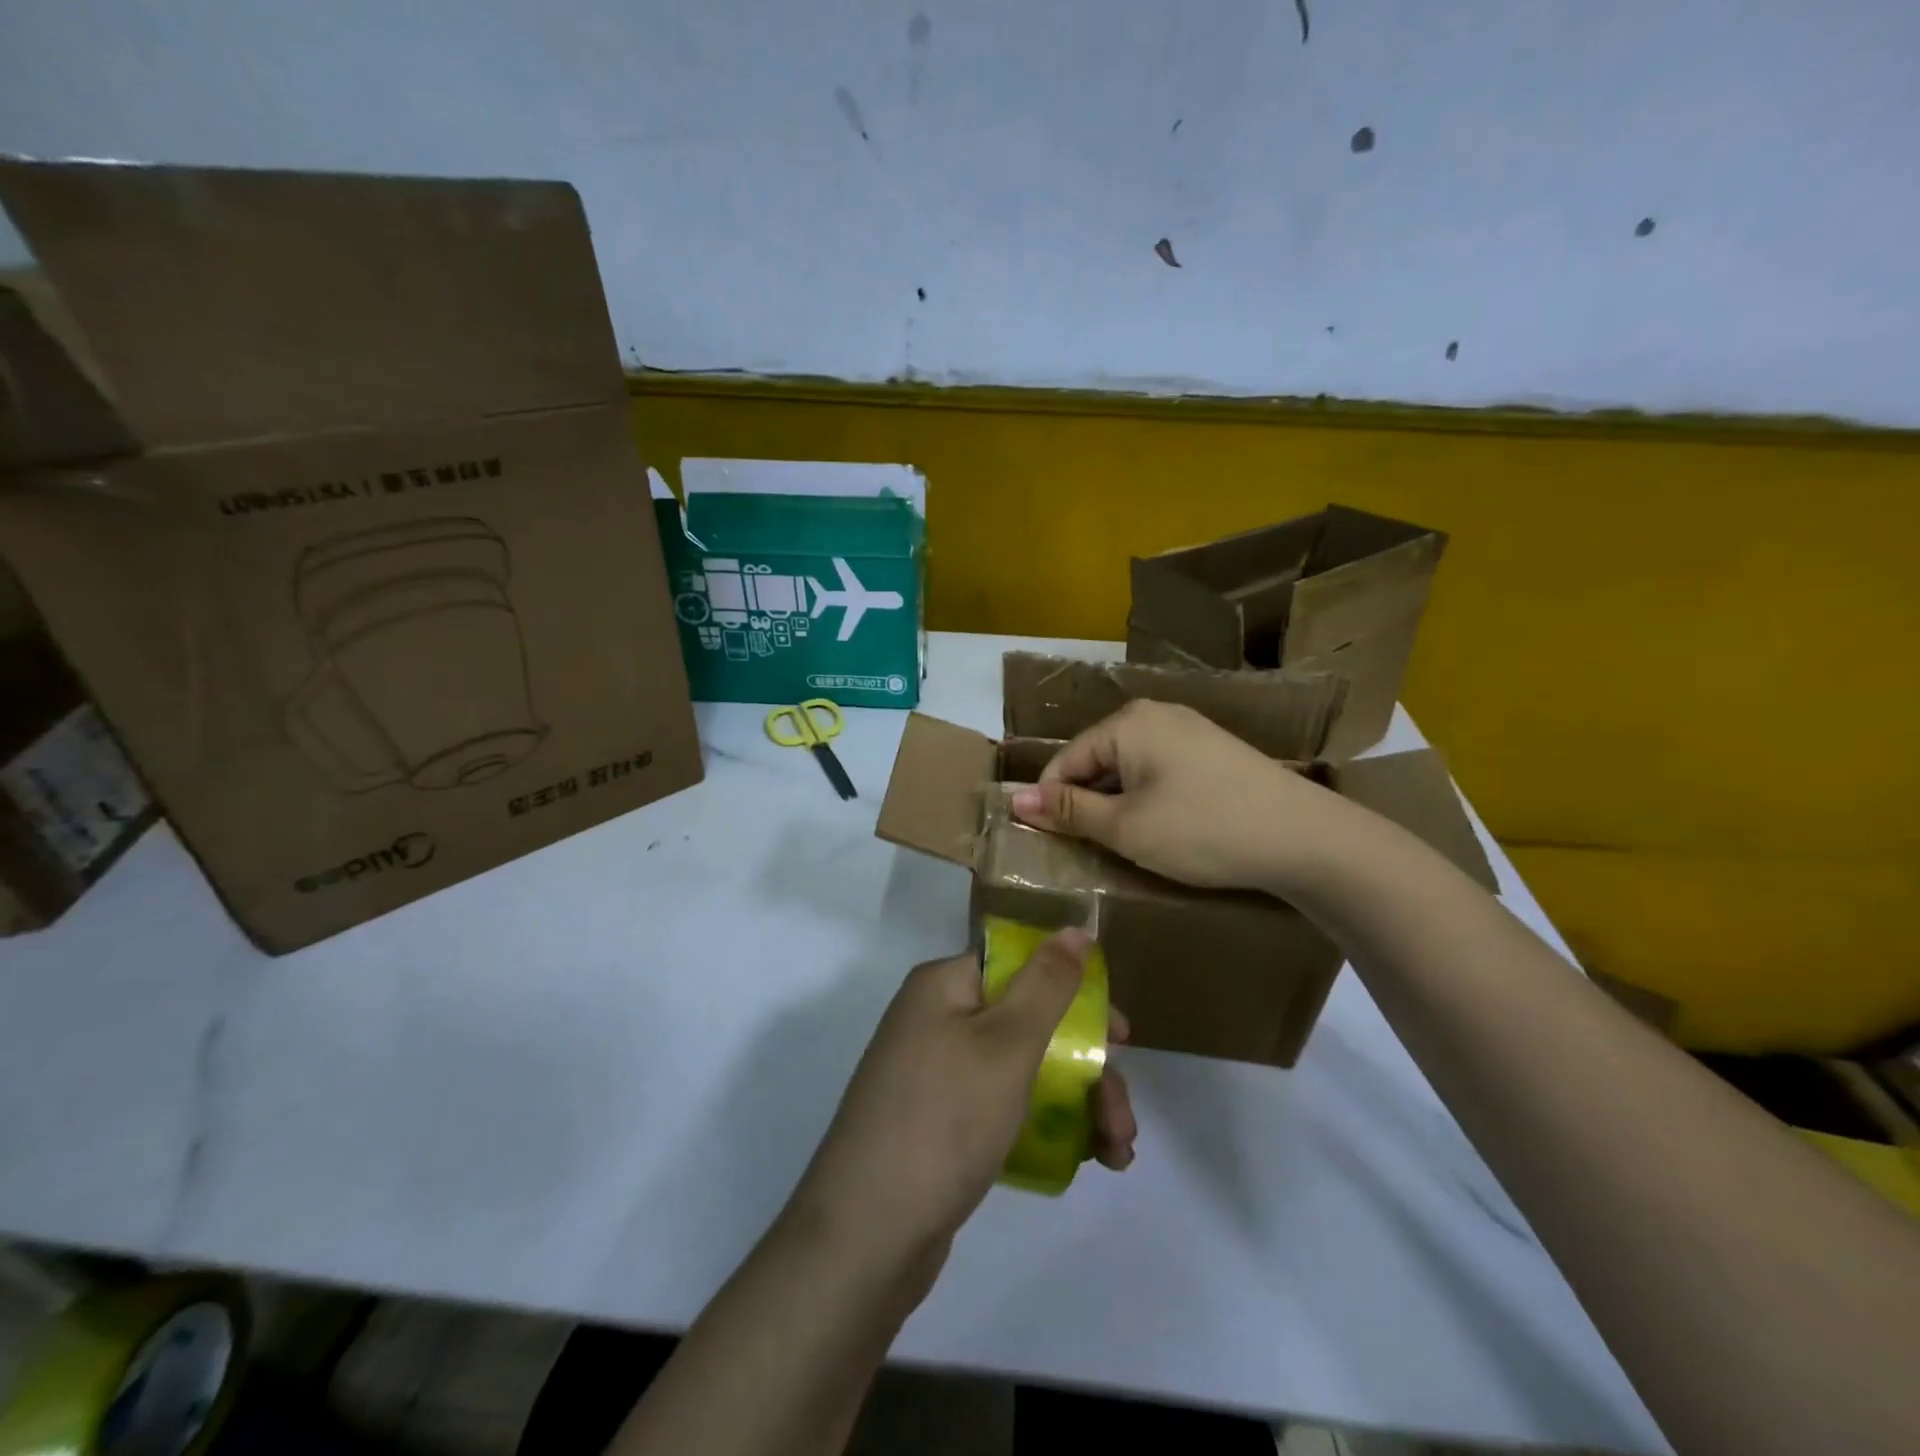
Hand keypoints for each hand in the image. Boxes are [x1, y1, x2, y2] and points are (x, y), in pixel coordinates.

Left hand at [787, 929, 1134, 1285]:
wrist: (866, 1236)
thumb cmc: (944, 1119)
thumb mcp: (1007, 1044)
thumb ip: (1047, 984)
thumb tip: (1074, 929)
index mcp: (945, 986)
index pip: (1020, 965)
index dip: (1074, 992)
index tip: (1121, 1035)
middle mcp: (938, 1020)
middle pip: (1030, 1023)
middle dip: (1088, 1067)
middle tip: (1123, 1116)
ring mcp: (937, 1075)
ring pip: (1025, 1070)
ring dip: (1078, 1104)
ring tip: (1118, 1152)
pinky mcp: (942, 1125)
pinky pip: (1005, 1108)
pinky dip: (1047, 1127)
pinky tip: (1087, 1161)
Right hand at [1008, 699, 1347, 892]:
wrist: (1305, 837)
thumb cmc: (1203, 830)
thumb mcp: (1126, 827)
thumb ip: (1070, 811)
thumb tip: (1016, 799)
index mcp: (1127, 723)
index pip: (1065, 760)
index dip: (1049, 802)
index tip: (1043, 842)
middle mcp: (1155, 714)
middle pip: (1096, 760)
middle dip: (1085, 803)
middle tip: (1083, 850)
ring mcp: (1188, 729)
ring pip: (1128, 767)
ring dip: (1116, 804)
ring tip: (1120, 845)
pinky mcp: (1212, 751)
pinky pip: (1158, 770)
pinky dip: (1147, 799)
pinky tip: (1159, 830)